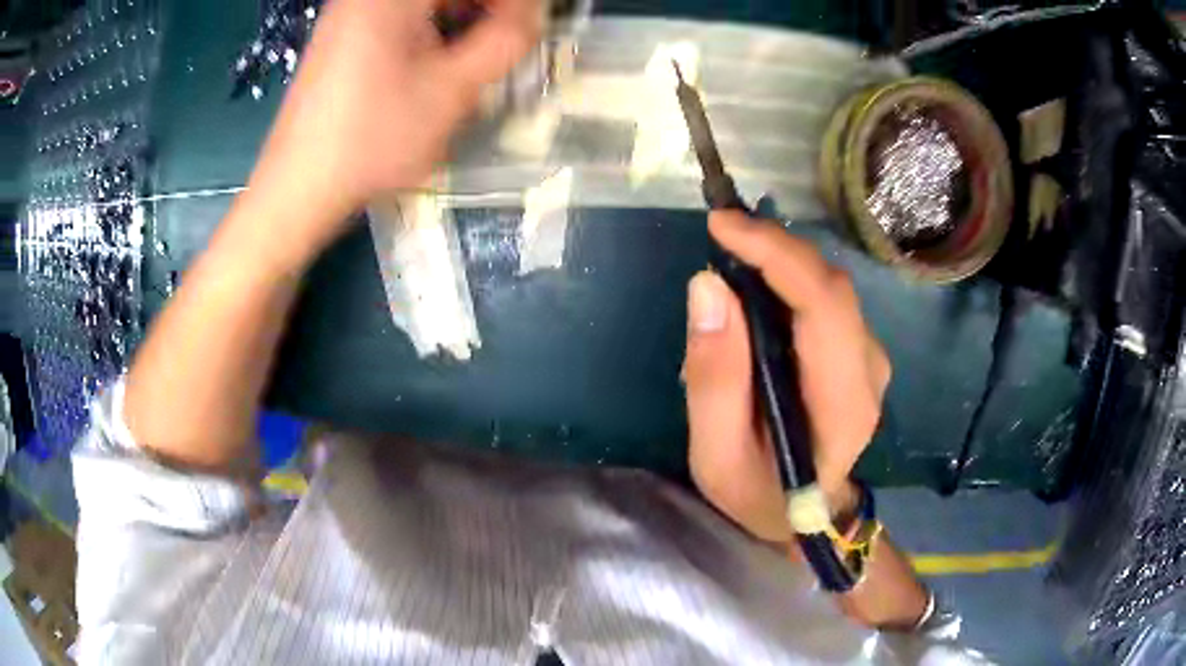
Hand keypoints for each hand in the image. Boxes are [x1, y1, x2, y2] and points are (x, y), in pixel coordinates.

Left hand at [247, 0, 539, 252]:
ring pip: (426, 6)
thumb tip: (530, 15)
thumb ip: (505, 41)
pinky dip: (429, 33)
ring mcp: (350, 13)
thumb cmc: (373, 138)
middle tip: (500, 49)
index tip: (526, 32)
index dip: (509, 5)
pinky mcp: (342, 36)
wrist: (299, 189)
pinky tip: (433, 67)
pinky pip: (401, 20)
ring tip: (470, 64)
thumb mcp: (453, 90)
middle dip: (484, 14)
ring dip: (459, 24)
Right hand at [683, 212, 890, 543]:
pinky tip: (758, 280)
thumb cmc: (761, 493)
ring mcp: (870, 358)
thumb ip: (714, 378)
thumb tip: (708, 285)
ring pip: (831, 286)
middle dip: (775, 247)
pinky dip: (790, 277)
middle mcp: (869, 371)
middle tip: (720, 229)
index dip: (776, 254)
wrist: (808, 515)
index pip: (824, 307)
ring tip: (733, 249)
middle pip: (831, 287)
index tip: (722, 225)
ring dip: (782, 258)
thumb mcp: (717, 455)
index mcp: (843, 404)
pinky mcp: (859, 350)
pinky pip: (827, 298)